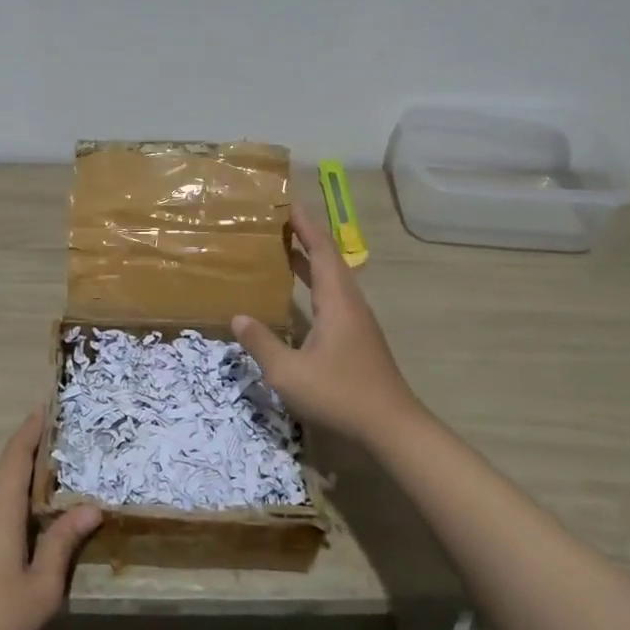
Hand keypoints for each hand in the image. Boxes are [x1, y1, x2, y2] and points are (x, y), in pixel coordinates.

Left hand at [0, 409, 101, 629]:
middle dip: (35, 467)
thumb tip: (91, 508)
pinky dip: (7, 516)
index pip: (15, 455)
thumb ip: (64, 543)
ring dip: (22, 497)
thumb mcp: (41, 588)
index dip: (30, 430)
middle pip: (8, 476)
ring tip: (52, 505)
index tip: (42, 407)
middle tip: (66, 465)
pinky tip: (22, 540)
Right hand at [233, 204, 423, 445]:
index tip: (287, 202)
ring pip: (334, 279)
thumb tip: (238, 317)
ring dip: (311, 260)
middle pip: (329, 259)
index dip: (305, 225)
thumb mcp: (288, 372)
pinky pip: (334, 296)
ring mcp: (358, 321)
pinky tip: (300, 295)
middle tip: (278, 221)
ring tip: (284, 249)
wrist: (391, 427)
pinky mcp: (359, 337)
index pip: (321, 250)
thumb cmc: (340, 394)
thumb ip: (261, 343)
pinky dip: (315, 283)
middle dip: (306, 236)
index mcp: (337, 301)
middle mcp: (350, 303)